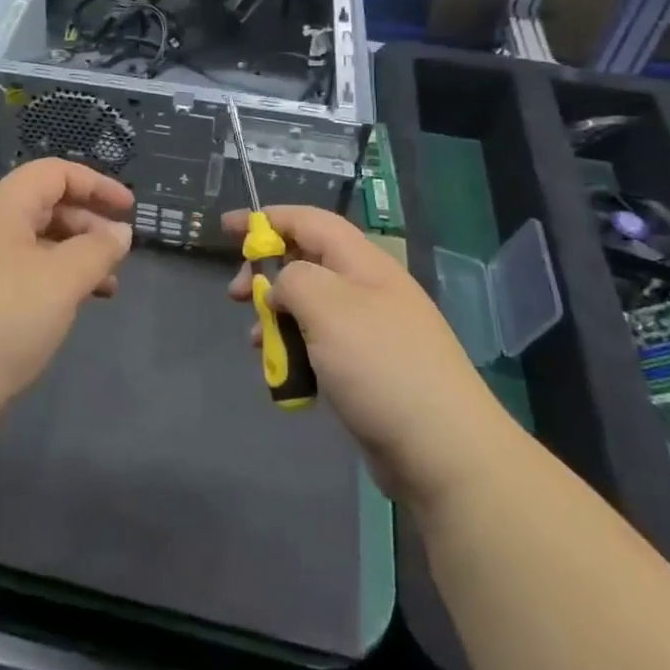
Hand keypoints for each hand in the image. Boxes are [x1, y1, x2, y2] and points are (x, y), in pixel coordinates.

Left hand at [0, 159, 133, 437]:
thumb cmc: (0, 322)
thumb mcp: (60, 281)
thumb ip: (97, 251)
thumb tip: (120, 232)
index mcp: (0, 210)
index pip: (52, 174)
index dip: (95, 183)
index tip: (129, 208)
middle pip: (44, 206)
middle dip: (88, 223)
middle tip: (119, 253)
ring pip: (37, 245)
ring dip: (76, 256)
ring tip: (108, 285)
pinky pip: (24, 275)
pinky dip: (55, 282)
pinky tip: (74, 307)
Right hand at [225, 206, 515, 509]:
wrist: (443, 450)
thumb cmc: (380, 365)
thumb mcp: (327, 306)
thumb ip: (293, 279)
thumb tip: (282, 286)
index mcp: (363, 263)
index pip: (309, 221)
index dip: (267, 218)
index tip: (227, 227)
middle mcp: (368, 289)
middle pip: (307, 262)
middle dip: (266, 273)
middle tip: (235, 295)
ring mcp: (371, 331)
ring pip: (310, 307)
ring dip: (276, 317)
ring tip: (254, 341)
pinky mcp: (369, 370)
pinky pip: (321, 345)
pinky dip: (295, 350)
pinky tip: (283, 374)